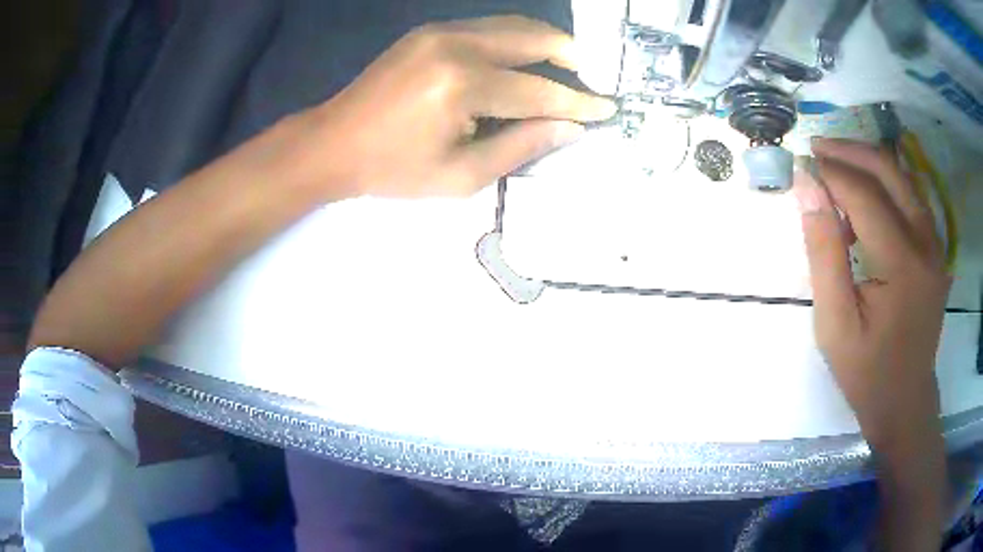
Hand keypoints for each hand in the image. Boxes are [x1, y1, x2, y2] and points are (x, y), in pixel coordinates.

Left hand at [300, 15, 616, 199]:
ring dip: (546, 43)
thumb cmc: (393, 169)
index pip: (539, 90)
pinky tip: (524, 59)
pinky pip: (488, 27)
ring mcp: (440, 31)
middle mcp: (456, 45)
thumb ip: (521, 147)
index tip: (609, 107)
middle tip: (593, 77)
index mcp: (463, 86)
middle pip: (534, 38)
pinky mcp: (430, 30)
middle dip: (572, 55)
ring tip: (568, 66)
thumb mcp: (460, 176)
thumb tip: (570, 128)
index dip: (578, 102)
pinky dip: (516, 41)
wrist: (332, 143)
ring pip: (513, 25)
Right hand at [794, 138, 949, 444]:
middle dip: (849, 151)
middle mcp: (926, 241)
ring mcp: (935, 242)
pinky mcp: (936, 247)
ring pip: (901, 176)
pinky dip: (884, 184)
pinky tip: (865, 200)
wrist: (905, 400)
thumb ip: (823, 251)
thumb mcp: (834, 323)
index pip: (863, 193)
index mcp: (903, 263)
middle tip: (816, 149)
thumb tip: (807, 187)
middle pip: (887, 169)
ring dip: (867, 163)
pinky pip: (910, 196)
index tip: (800, 165)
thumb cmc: (867, 371)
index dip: (830, 172)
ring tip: (836, 169)